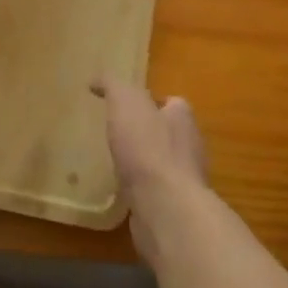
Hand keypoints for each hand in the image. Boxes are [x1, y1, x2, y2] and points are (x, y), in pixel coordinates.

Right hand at [90, 77, 208, 258]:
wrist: (164, 206)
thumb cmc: (147, 147)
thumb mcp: (125, 102)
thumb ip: (113, 86)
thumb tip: (97, 80)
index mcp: (182, 118)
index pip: (172, 103)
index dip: (152, 101)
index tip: (127, 105)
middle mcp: (190, 147)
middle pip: (169, 133)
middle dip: (148, 132)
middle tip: (119, 133)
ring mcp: (184, 180)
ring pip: (163, 164)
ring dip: (144, 163)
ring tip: (117, 163)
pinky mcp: (174, 207)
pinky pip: (156, 192)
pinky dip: (141, 189)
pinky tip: (122, 191)